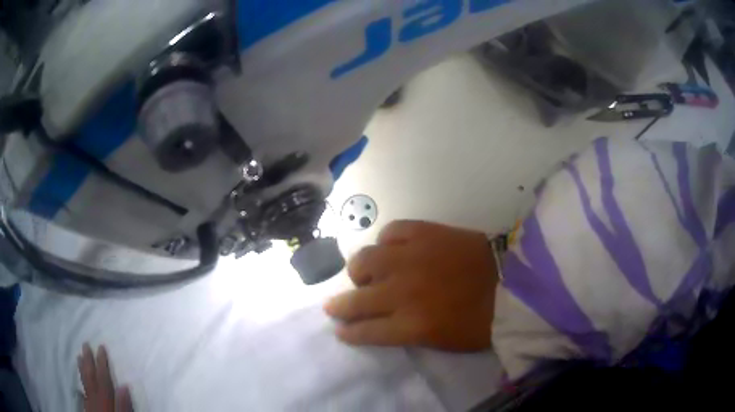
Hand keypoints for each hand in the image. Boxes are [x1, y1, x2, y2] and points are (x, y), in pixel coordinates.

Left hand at [78, 344, 132, 411]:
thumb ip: (123, 405)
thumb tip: (124, 386)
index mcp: (105, 399)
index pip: (103, 378)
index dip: (102, 362)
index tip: (100, 346)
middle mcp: (95, 398)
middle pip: (90, 376)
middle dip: (88, 360)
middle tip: (85, 344)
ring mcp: (90, 403)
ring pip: (84, 382)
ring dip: (82, 368)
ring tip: (79, 356)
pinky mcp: (88, 409)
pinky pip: (83, 391)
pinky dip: (81, 382)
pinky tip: (80, 380)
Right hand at [325, 221, 498, 350]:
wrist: (512, 284)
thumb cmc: (480, 321)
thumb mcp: (440, 340)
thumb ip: (405, 332)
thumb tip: (383, 322)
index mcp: (410, 325)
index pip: (365, 331)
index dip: (348, 332)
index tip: (339, 330)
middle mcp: (402, 291)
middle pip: (356, 299)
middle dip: (339, 306)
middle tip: (335, 306)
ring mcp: (411, 258)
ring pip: (365, 261)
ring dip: (359, 271)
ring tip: (365, 273)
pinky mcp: (425, 233)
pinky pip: (391, 232)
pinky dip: (387, 241)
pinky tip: (392, 248)